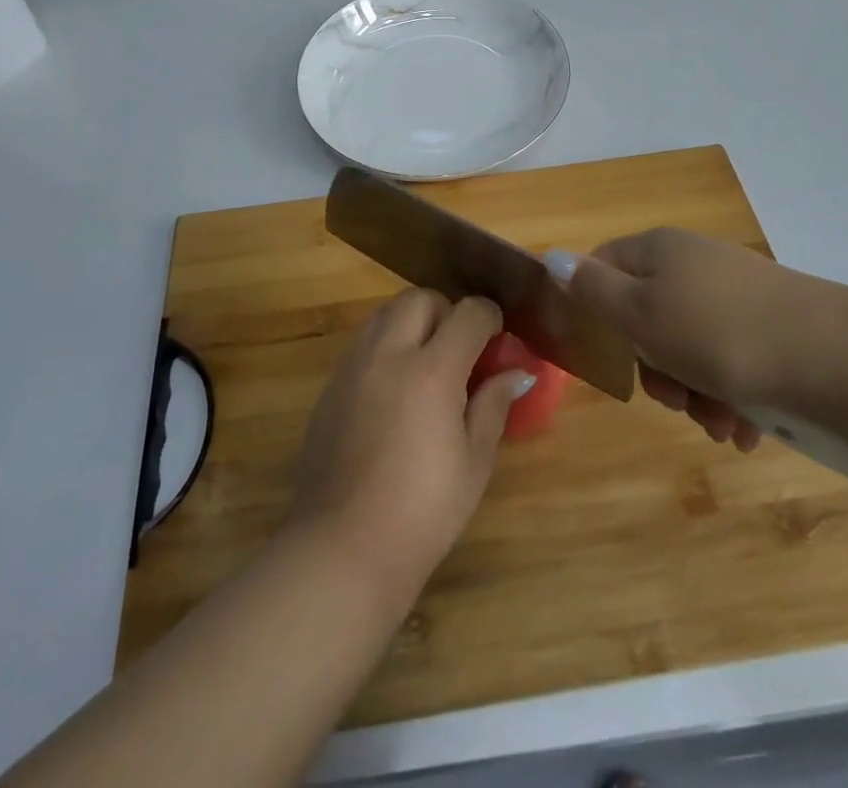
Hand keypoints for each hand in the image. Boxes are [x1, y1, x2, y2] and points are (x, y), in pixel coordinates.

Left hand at [288, 289, 533, 601]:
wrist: (343, 548)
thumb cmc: (423, 511)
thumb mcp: (474, 462)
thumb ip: (493, 406)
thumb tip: (517, 374)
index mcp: (431, 371)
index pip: (468, 313)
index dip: (489, 318)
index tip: (498, 339)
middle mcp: (388, 354)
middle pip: (419, 299)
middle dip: (446, 311)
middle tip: (460, 349)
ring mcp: (353, 367)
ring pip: (385, 314)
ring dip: (411, 323)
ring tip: (426, 365)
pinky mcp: (330, 387)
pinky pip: (363, 345)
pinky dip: (385, 348)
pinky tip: (394, 392)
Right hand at [550, 229, 847, 451]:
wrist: (840, 362)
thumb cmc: (719, 335)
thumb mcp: (640, 314)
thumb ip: (592, 289)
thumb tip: (553, 258)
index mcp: (659, 250)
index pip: (604, 266)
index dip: (597, 310)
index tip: (610, 355)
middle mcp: (696, 265)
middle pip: (647, 315)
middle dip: (654, 367)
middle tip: (671, 397)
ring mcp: (739, 297)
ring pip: (690, 348)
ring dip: (693, 394)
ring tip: (718, 424)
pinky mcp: (774, 331)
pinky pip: (732, 364)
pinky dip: (730, 399)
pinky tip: (744, 429)